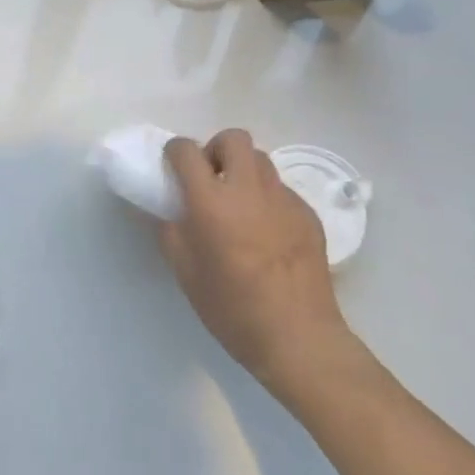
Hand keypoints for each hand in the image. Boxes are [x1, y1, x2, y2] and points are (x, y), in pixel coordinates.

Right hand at [160, 130, 352, 399]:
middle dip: (215, 149)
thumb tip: (166, 208)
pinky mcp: (307, 213)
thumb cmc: (231, 308)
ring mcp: (283, 199)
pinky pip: (281, 189)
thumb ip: (170, 231)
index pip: (187, 152)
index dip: (175, 152)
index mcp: (211, 202)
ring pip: (261, 160)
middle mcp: (248, 189)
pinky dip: (266, 197)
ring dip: (242, 170)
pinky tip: (264, 231)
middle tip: (209, 180)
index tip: (172, 167)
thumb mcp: (185, 272)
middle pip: (233, 139)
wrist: (297, 335)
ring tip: (237, 204)